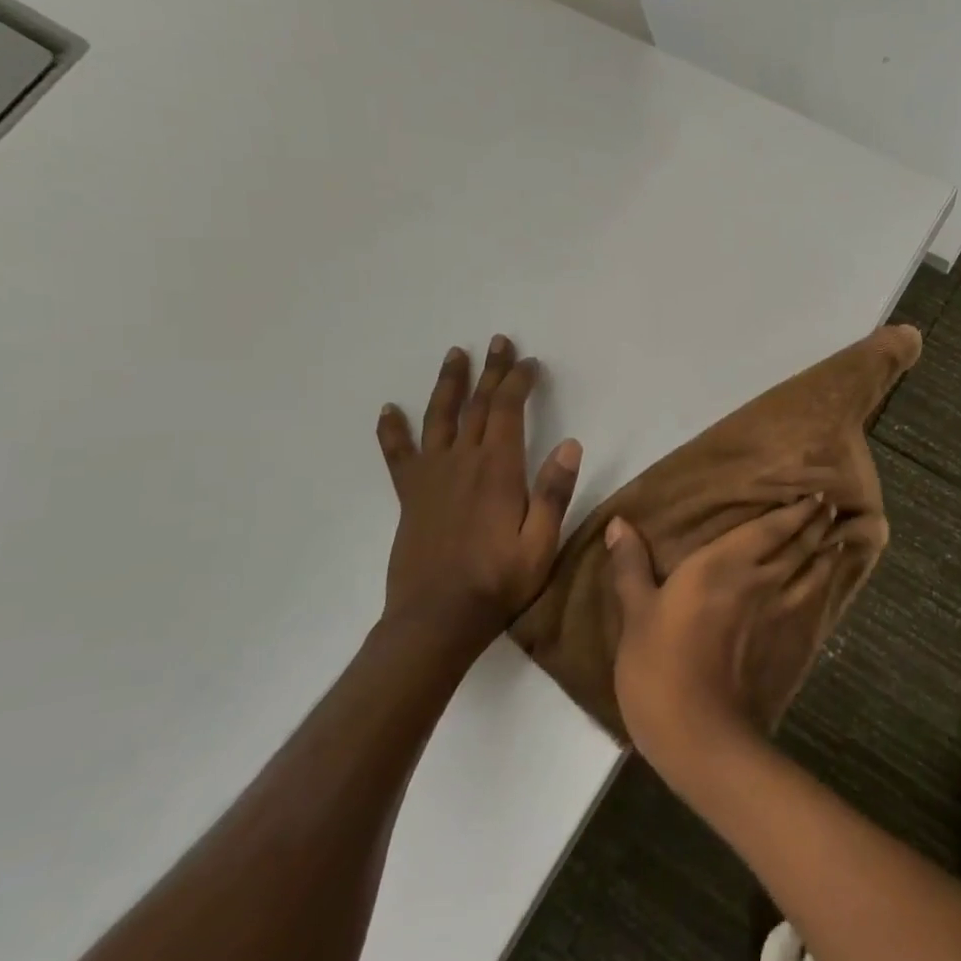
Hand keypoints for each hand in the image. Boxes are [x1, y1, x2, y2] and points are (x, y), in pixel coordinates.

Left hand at [376, 336, 581, 654]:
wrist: (437, 619)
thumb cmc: (499, 581)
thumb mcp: (542, 542)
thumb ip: (554, 492)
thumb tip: (571, 444)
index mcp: (498, 470)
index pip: (508, 411)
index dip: (518, 382)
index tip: (529, 362)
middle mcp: (463, 463)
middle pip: (476, 405)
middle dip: (490, 371)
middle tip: (498, 342)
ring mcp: (432, 477)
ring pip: (439, 418)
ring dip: (448, 384)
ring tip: (454, 355)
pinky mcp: (410, 495)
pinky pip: (398, 455)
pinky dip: (392, 431)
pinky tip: (389, 410)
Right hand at [607, 497, 839, 776]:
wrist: (700, 732)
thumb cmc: (660, 666)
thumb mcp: (635, 613)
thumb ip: (631, 566)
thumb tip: (619, 522)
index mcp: (722, 563)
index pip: (769, 528)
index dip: (793, 511)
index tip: (815, 494)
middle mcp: (759, 578)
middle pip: (796, 545)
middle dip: (814, 524)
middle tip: (829, 507)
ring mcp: (779, 612)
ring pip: (810, 571)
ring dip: (825, 551)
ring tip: (836, 539)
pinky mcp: (788, 642)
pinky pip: (812, 602)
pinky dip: (823, 585)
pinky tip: (826, 584)